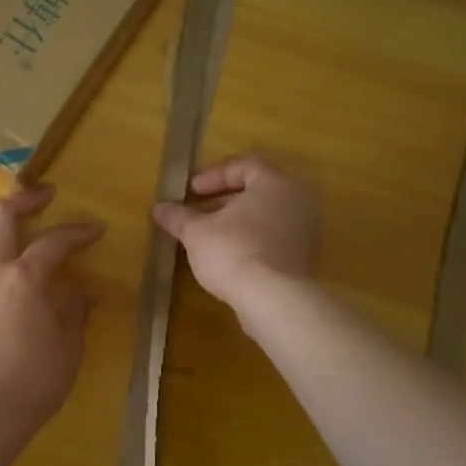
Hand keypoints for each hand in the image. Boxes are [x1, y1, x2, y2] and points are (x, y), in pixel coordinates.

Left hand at [0, 185, 104, 436]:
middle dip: (24, 200)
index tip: (95, 228)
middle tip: (43, 197)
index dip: (78, 230)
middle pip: (0, 217)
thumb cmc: (35, 381)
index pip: (54, 241)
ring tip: (3, 216)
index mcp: (26, 279)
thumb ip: (75, 311)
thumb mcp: (69, 346)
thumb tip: (83, 292)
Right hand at [152, 154, 319, 312]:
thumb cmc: (233, 252)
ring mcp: (306, 231)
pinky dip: (253, 240)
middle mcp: (297, 201)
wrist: (274, 300)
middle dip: (225, 199)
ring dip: (239, 222)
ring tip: (211, 237)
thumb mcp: (196, 232)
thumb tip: (159, 208)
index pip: (245, 165)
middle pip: (258, 190)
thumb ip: (179, 217)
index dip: (214, 175)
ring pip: (268, 216)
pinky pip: (276, 239)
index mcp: (275, 183)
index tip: (192, 191)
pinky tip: (231, 258)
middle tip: (199, 211)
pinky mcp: (305, 258)